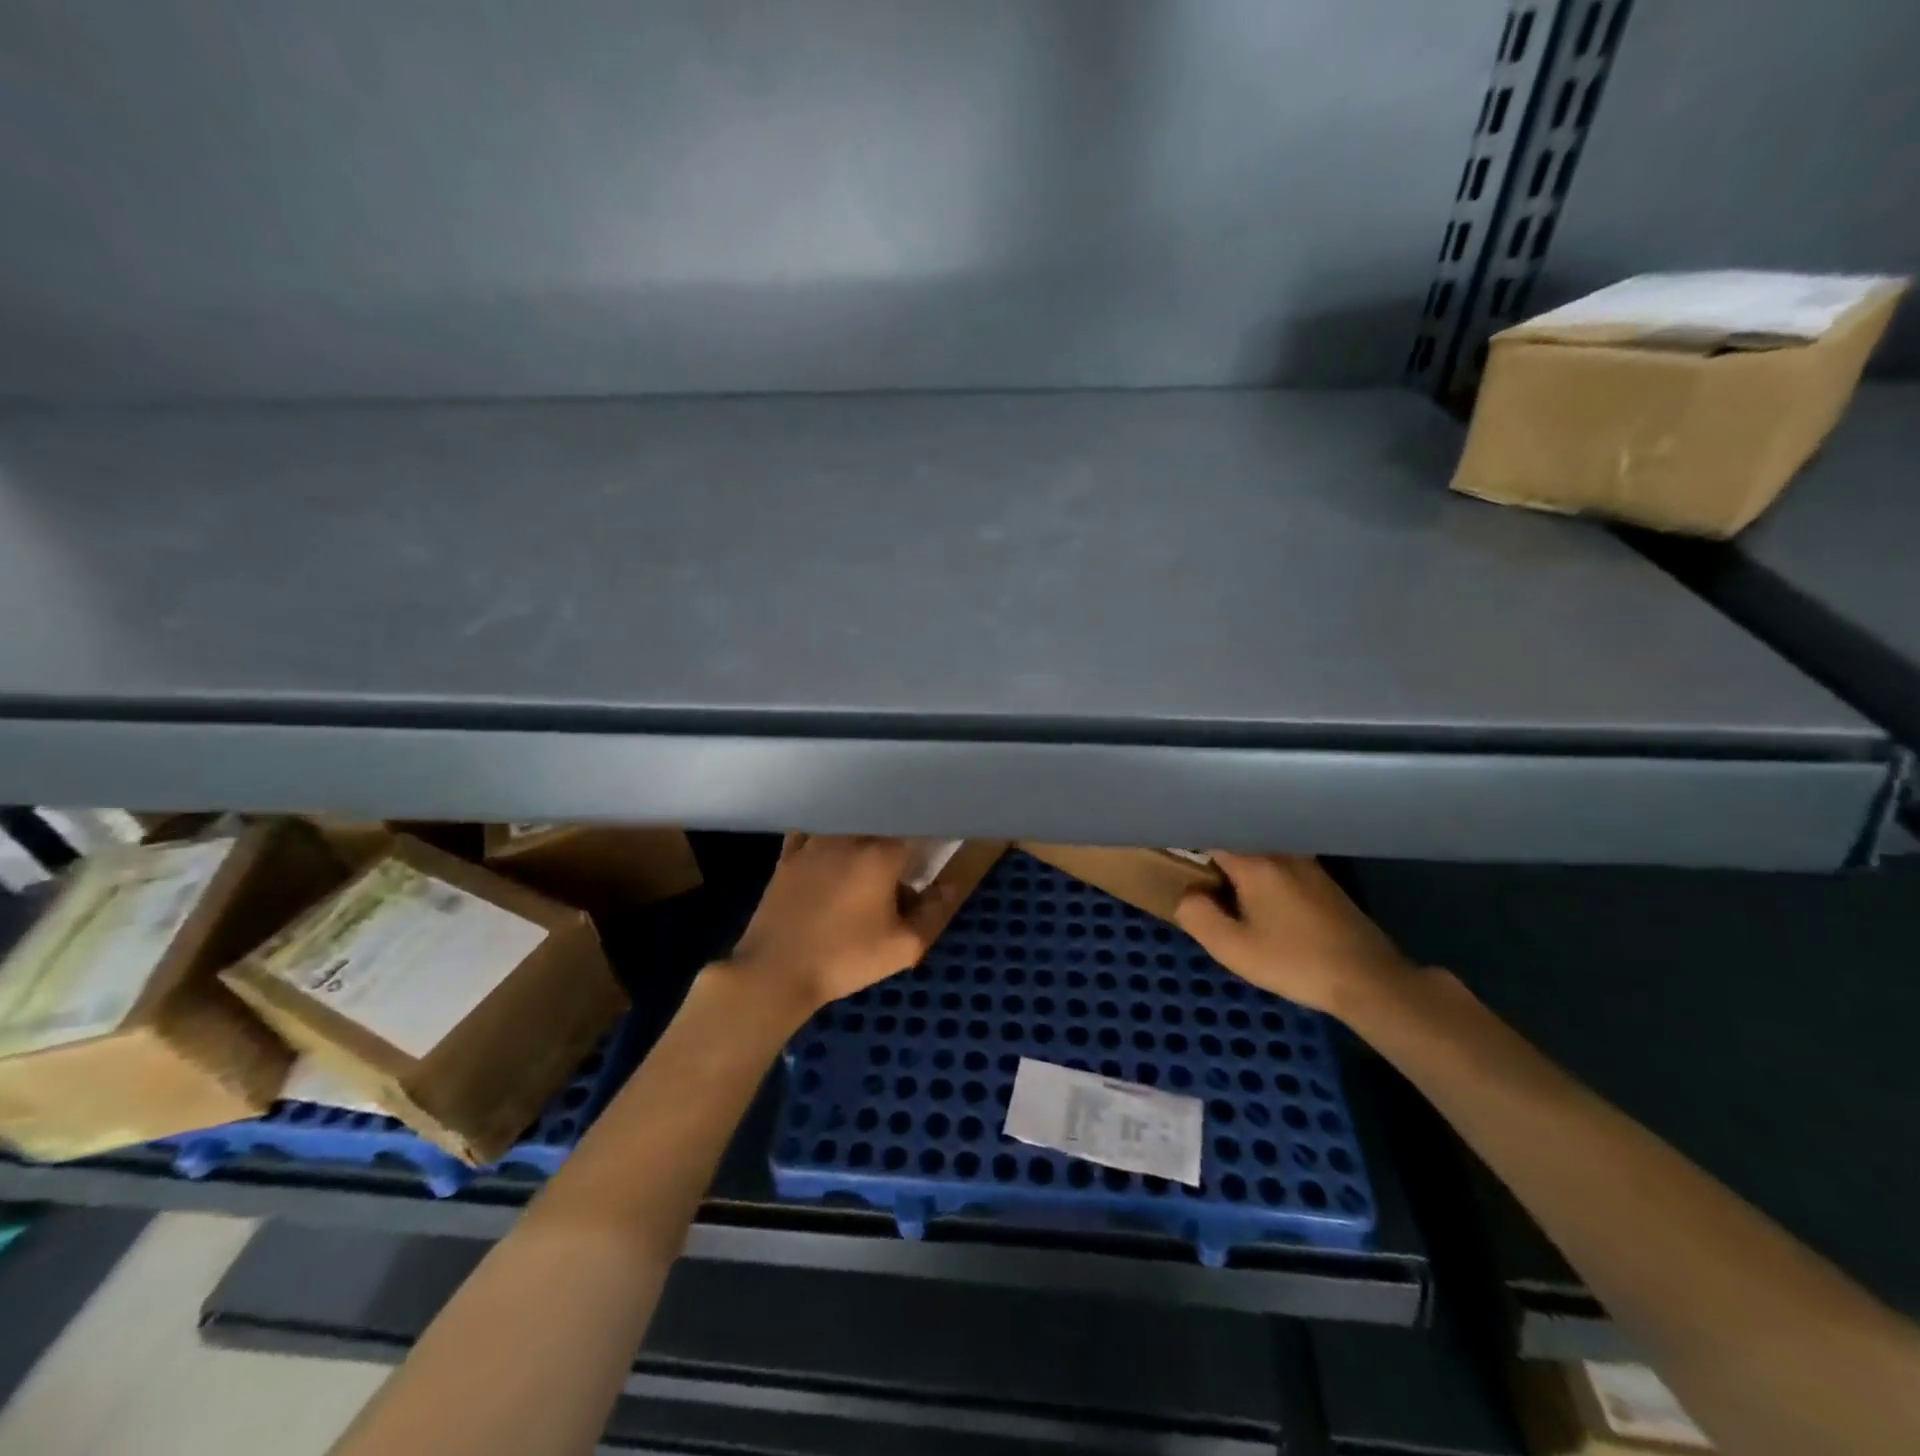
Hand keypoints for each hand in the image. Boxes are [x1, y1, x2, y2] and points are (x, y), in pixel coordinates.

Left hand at [726, 835, 958, 1013]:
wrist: (775, 971)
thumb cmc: (845, 959)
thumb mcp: (902, 946)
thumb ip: (933, 911)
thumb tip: (950, 885)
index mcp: (880, 855)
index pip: (914, 831)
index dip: (928, 838)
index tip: (935, 848)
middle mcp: (848, 838)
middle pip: (880, 824)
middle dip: (896, 834)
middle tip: (904, 857)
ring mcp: (813, 844)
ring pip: (846, 824)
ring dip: (862, 831)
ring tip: (869, 851)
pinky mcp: (787, 857)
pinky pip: (812, 833)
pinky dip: (826, 835)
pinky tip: (829, 846)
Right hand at [1173, 852, 1412, 1016]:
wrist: (1367, 980)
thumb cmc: (1294, 961)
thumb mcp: (1233, 948)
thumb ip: (1197, 915)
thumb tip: (1188, 894)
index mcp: (1255, 862)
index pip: (1211, 835)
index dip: (1188, 842)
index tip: (1171, 853)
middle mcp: (1281, 852)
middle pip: (1236, 840)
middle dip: (1212, 853)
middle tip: (1192, 874)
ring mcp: (1307, 864)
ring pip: (1259, 852)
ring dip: (1238, 864)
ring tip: (1222, 887)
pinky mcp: (1322, 881)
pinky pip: (1278, 864)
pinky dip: (1260, 873)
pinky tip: (1258, 900)